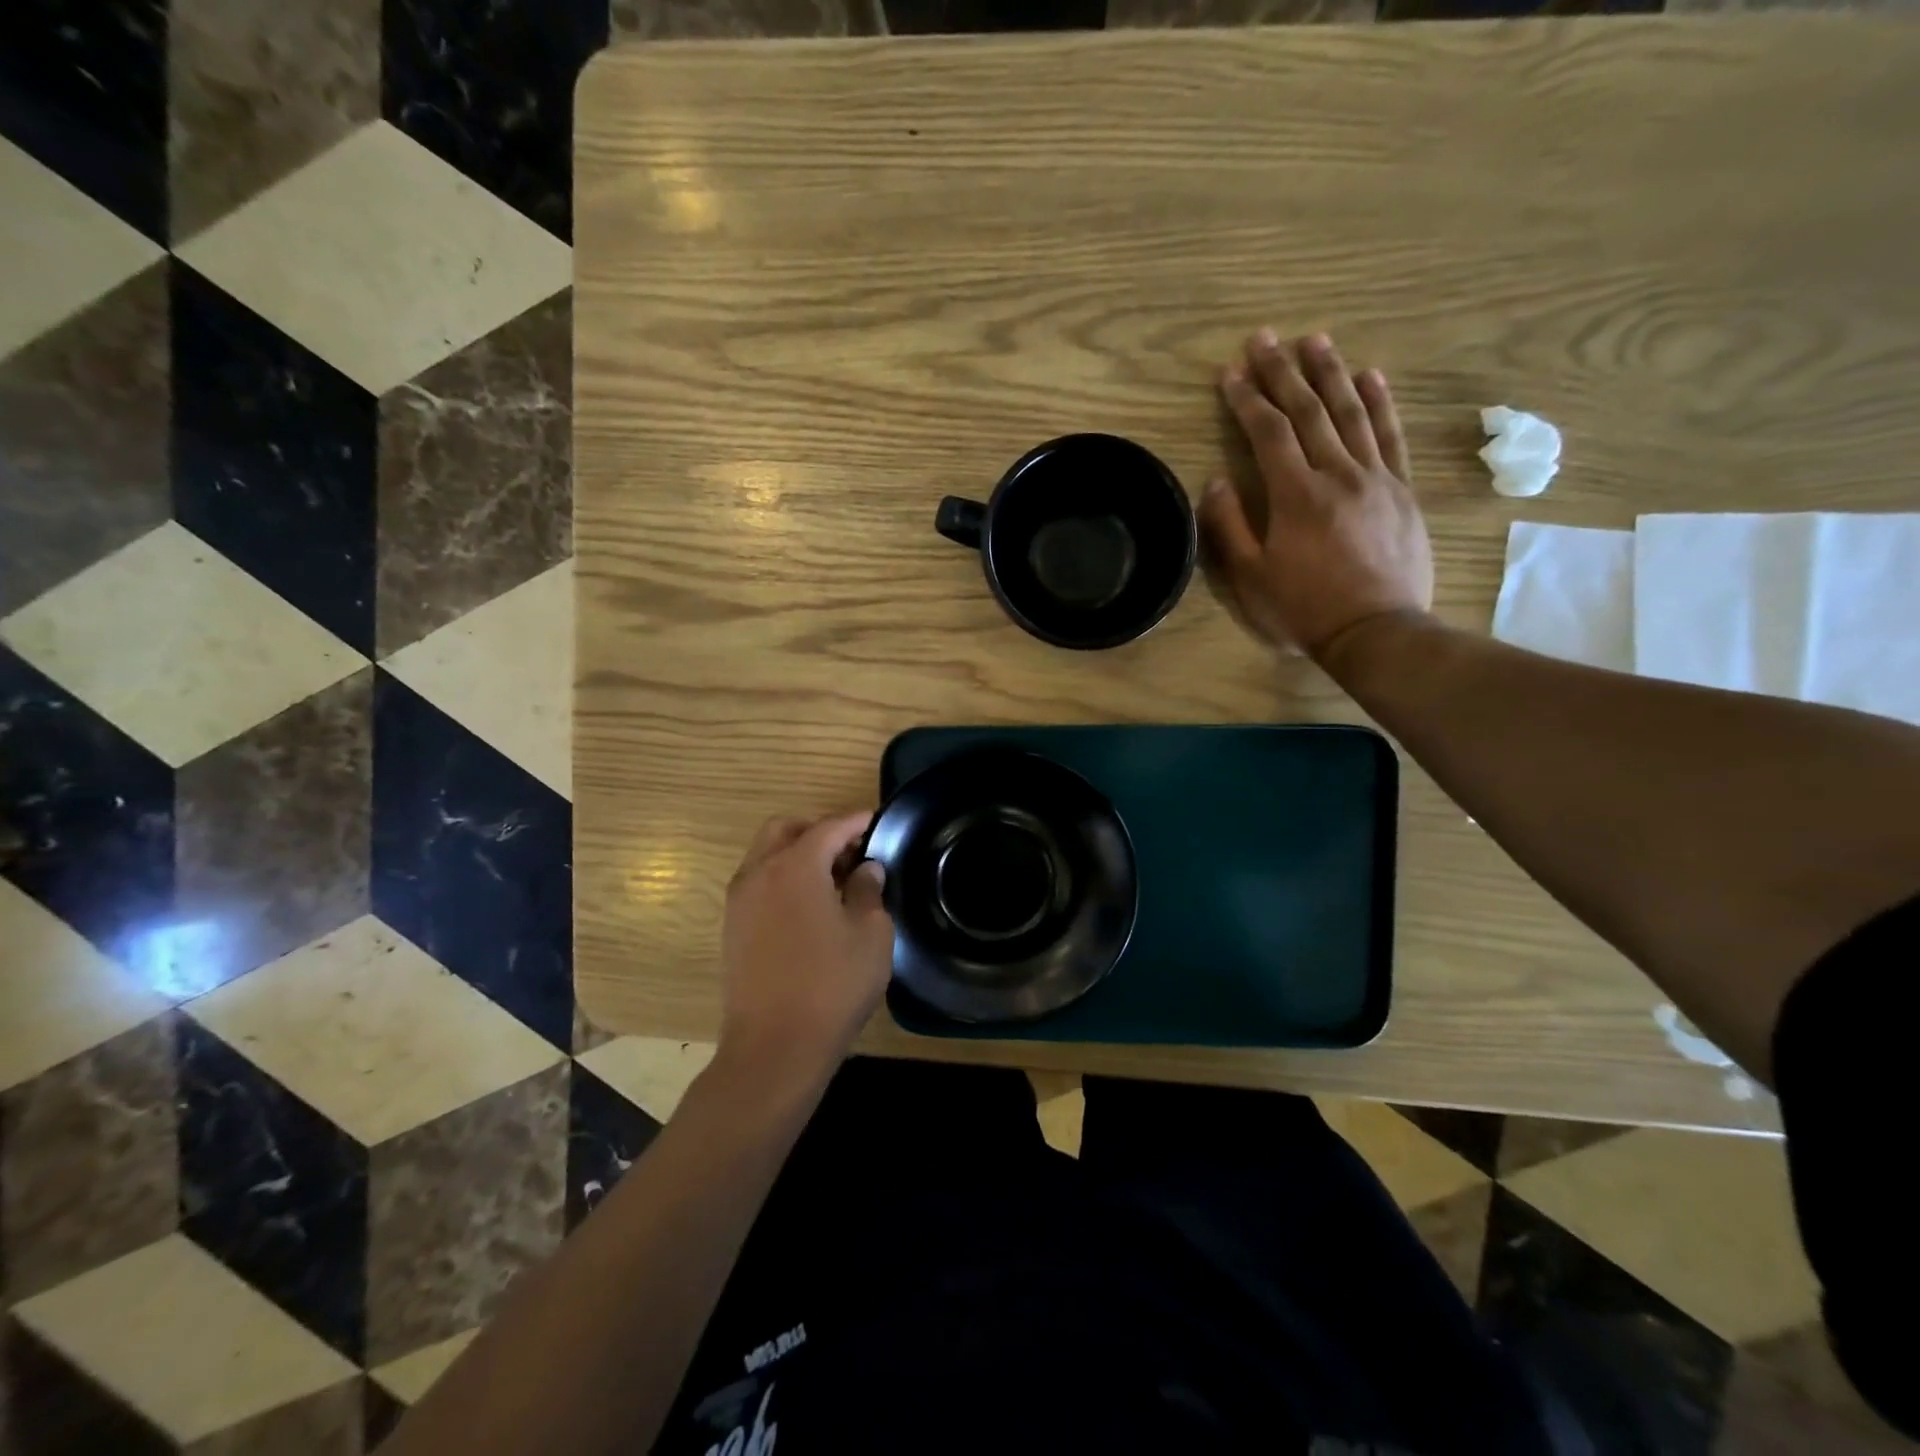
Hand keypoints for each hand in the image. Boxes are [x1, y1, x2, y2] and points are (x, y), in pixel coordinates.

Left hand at [716, 811, 893, 1093]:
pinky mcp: (732, 927)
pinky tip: (809, 907)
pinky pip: (758, 883)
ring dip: (798, 854)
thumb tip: (865, 869)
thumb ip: (869, 891)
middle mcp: (759, 873)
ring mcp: (739, 901)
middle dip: (820, 831)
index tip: (878, 821)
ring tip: (833, 880)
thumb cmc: (832, 986)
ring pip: (766, 855)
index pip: (829, 827)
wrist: (774, 1047)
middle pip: (786, 830)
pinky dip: (782, 878)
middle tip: (852, 852)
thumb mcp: (870, 935)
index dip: (857, 821)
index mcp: (795, 867)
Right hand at [1203, 330, 1433, 661]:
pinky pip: (1390, 436)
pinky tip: (1370, 376)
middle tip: (1265, 338)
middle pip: (1308, 411)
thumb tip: (1217, 481)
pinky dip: (1380, 403)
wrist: (1376, 631)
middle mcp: (1337, 474)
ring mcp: (1376, 478)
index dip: (1246, 400)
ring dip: (1330, 373)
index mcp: (1295, 495)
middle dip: (1282, 372)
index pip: (1268, 433)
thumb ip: (1229, 526)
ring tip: (1314, 340)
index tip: (1229, 372)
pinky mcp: (1402, 490)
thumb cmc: (1304, 608)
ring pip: (1351, 413)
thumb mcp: (1251, 577)